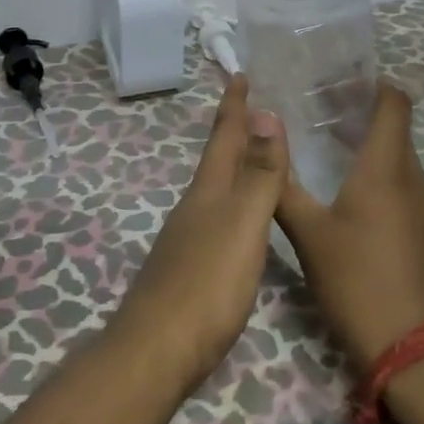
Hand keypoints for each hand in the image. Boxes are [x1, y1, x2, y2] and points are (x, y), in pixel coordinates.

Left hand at [110, 77, 288, 396]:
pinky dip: (232, 203)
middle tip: (249, 107)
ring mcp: (188, 240)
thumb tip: (265, 114)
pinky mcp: (190, 270)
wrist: (158, 350)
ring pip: (215, 189)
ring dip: (233, 166)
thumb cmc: (207, 283)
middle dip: (233, 132)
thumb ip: (258, 174)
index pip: (223, 137)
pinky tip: (239, 220)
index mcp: (208, 192)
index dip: (233, 107)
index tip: (237, 73)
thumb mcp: (242, 224)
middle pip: (216, 160)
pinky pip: (217, 219)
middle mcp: (195, 208)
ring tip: (252, 156)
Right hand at [275, 82, 423, 374]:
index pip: (394, 102)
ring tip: (324, 140)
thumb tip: (260, 139)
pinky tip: (344, 186)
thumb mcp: (308, 232)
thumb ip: (282, 184)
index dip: (371, 83)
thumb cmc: (357, 280)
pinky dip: (375, 169)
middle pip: (394, 125)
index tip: (336, 78)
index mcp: (387, 167)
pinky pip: (400, 181)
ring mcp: (422, 206)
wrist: (412, 350)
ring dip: (367, 140)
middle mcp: (412, 177)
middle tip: (317, 105)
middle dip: (360, 109)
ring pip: (397, 155)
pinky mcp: (422, 230)